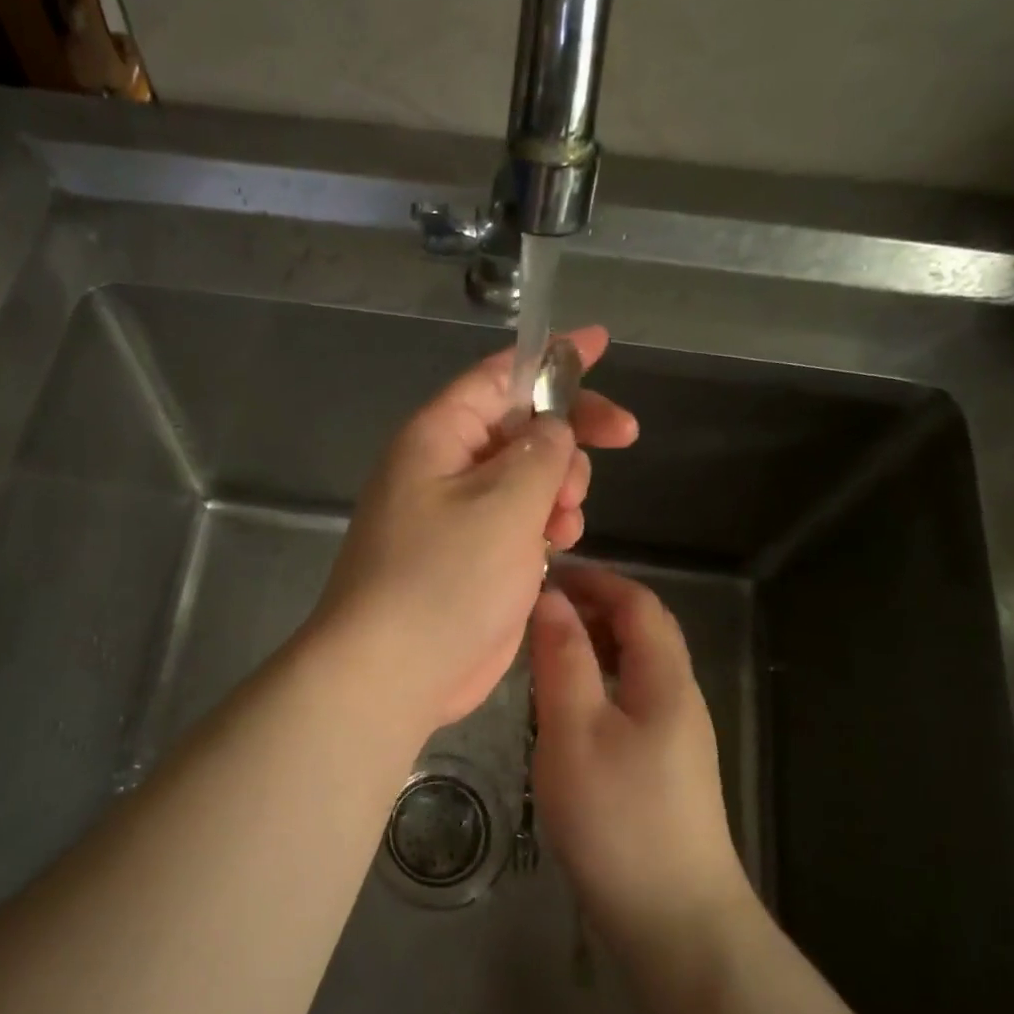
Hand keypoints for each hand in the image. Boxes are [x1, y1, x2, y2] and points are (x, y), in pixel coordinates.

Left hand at [310, 327, 637, 729]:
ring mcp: (457, 518)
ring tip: (565, 520)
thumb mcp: (503, 502)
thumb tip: (553, 428)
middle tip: (619, 440)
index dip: (552, 357)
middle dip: (568, 434)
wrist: (394, 670)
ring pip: (526, 479)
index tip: (602, 343)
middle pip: (520, 427)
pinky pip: (518, 524)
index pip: (499, 376)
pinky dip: (544, 528)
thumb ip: (541, 453)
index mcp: (438, 437)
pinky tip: (555, 548)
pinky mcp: (471, 560)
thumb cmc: (445, 577)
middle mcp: (444, 469)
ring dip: (559, 489)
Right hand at [529, 564, 752, 956]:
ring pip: (634, 668)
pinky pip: (629, 700)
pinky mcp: (663, 766)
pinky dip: (596, 682)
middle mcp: (678, 697)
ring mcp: (675, 735)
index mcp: (664, 679)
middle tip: (536, 610)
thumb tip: (552, 599)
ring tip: (542, 650)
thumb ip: (563, 659)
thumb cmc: (617, 816)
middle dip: (593, 608)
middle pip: (642, 632)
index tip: (546, 575)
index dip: (596, 580)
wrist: (674, 918)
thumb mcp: (575, 730)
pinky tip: (563, 706)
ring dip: (592, 645)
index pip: (639, 603)